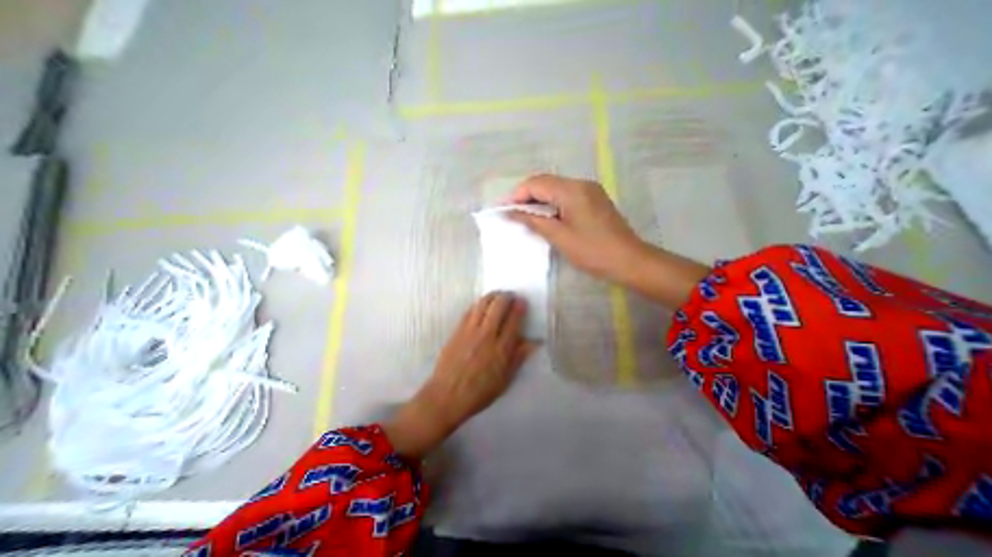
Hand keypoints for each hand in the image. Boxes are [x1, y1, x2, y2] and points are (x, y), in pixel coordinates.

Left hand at [382, 293, 534, 458]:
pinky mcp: (457, 330)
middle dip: (507, 297)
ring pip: (483, 304)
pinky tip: (482, 304)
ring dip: (492, 296)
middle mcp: (486, 335)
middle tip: (511, 296)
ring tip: (498, 295)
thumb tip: (534, 342)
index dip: (519, 307)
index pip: (513, 320)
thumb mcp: (505, 380)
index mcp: (501, 349)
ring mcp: (470, 330)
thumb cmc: (479, 392)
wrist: (447, 395)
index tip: (522, 301)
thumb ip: (519, 357)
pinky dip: (478, 304)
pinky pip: (469, 310)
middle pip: (498, 306)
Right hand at [507, 174, 708, 308]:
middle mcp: (581, 183)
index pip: (536, 183)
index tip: (503, 210)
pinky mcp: (594, 200)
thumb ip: (533, 221)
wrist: (629, 260)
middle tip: (512, 214)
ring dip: (538, 200)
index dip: (517, 195)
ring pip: (556, 189)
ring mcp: (590, 191)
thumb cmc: (592, 251)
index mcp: (572, 190)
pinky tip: (545, 217)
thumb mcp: (559, 237)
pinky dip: (552, 204)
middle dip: (526, 196)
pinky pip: (566, 196)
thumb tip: (511, 213)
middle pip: (546, 182)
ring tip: (524, 216)